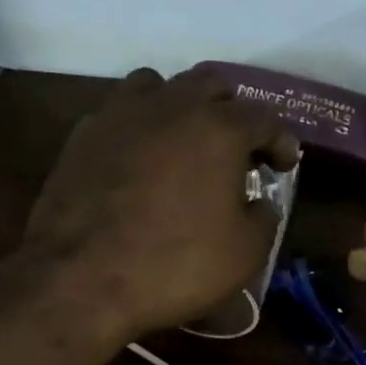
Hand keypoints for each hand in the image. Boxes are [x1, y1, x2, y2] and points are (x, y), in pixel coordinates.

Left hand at [20, 66, 300, 339]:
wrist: (82, 280)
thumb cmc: (176, 265)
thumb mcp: (245, 253)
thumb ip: (264, 217)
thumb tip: (258, 202)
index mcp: (219, 129)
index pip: (264, 117)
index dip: (280, 140)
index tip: (283, 165)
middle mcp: (171, 106)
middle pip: (212, 84)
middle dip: (233, 110)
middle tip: (239, 147)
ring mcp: (121, 114)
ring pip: (160, 85)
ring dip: (182, 106)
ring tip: (185, 141)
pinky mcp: (83, 135)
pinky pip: (121, 113)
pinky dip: (141, 127)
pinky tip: (141, 161)